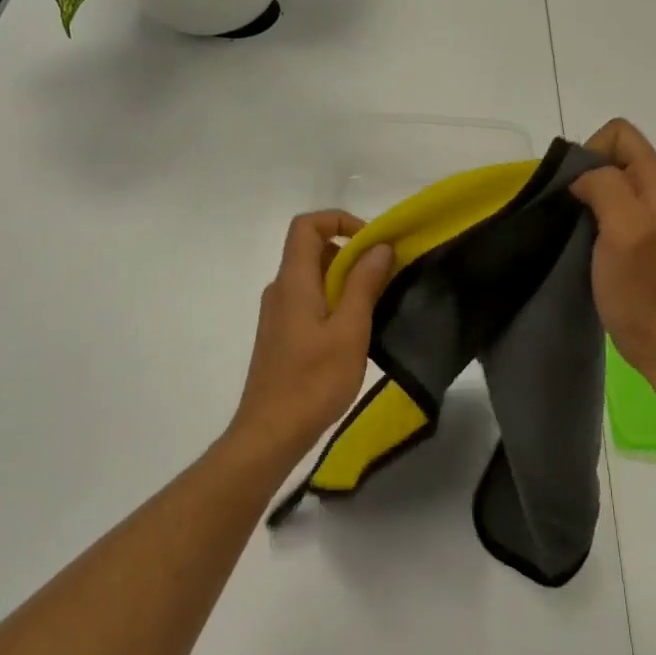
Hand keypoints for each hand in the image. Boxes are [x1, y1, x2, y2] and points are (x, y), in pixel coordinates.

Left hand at [228, 211, 396, 465]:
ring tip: (376, 304)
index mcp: (293, 281)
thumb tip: (379, 246)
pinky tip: (355, 331)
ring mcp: (278, 313)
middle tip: (385, 275)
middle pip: (312, 249)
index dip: (339, 221)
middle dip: (350, 253)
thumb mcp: (350, 330)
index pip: (306, 225)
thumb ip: (363, 284)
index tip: (372, 242)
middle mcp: (280, 289)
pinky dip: (334, 300)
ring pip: (313, 277)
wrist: (270, 433)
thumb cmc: (313, 381)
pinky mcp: (281, 335)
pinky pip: (309, 300)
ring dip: (345, 279)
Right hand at [571, 119, 655, 375]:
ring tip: (571, 228)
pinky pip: (600, 208)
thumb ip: (604, 186)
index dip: (591, 152)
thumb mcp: (624, 227)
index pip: (617, 132)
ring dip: (580, 199)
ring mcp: (642, 213)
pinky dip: (584, 217)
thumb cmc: (641, 285)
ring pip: (601, 182)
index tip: (579, 190)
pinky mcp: (629, 236)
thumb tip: (579, 178)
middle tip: (571, 212)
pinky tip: (577, 241)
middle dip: (582, 175)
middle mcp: (652, 188)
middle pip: (607, 155)